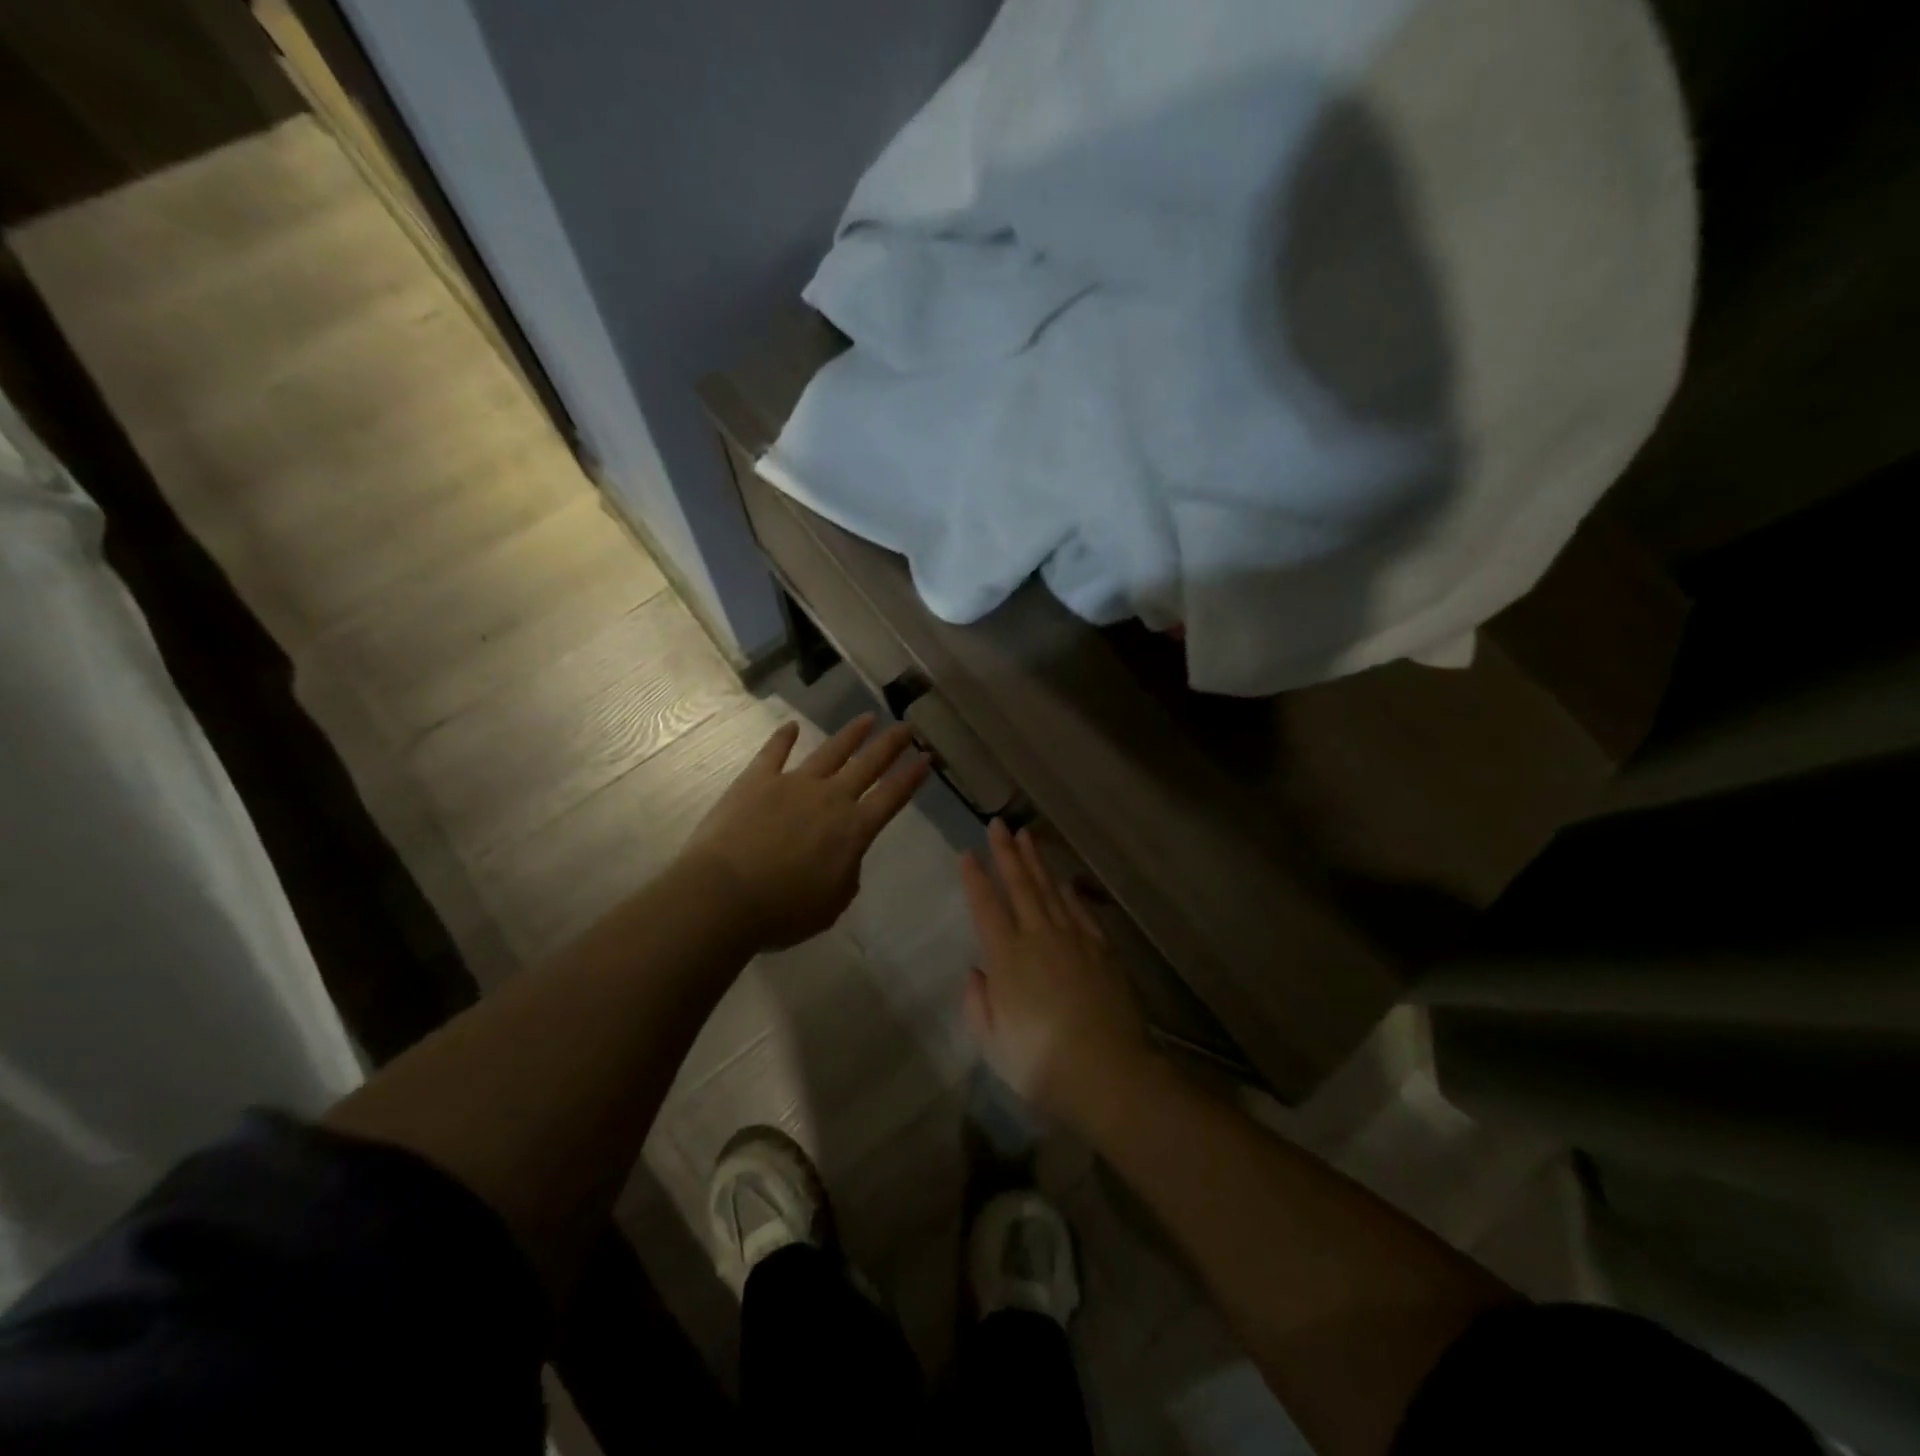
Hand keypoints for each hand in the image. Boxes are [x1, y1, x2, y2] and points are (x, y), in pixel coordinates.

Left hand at [682, 714, 929, 949]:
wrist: (723, 896)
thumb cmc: (783, 911)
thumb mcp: (832, 904)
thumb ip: (846, 874)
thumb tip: (845, 855)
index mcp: (853, 830)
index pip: (891, 796)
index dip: (911, 777)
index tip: (926, 758)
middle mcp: (830, 798)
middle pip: (867, 765)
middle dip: (890, 745)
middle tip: (906, 727)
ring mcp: (792, 784)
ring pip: (830, 752)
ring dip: (851, 735)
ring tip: (867, 719)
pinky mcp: (756, 780)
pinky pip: (774, 752)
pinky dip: (783, 738)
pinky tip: (792, 727)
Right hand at [961, 820, 1152, 1130]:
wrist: (1109, 1073)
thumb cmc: (1041, 1064)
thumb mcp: (992, 1043)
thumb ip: (978, 1003)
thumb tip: (976, 971)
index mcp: (1007, 958)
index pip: (986, 906)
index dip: (975, 878)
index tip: (967, 853)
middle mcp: (1039, 937)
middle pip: (1020, 886)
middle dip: (1006, 853)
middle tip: (998, 824)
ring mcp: (1074, 940)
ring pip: (1051, 891)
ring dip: (1037, 862)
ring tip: (1027, 837)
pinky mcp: (1102, 950)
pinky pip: (1081, 912)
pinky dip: (1070, 893)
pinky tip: (1065, 882)